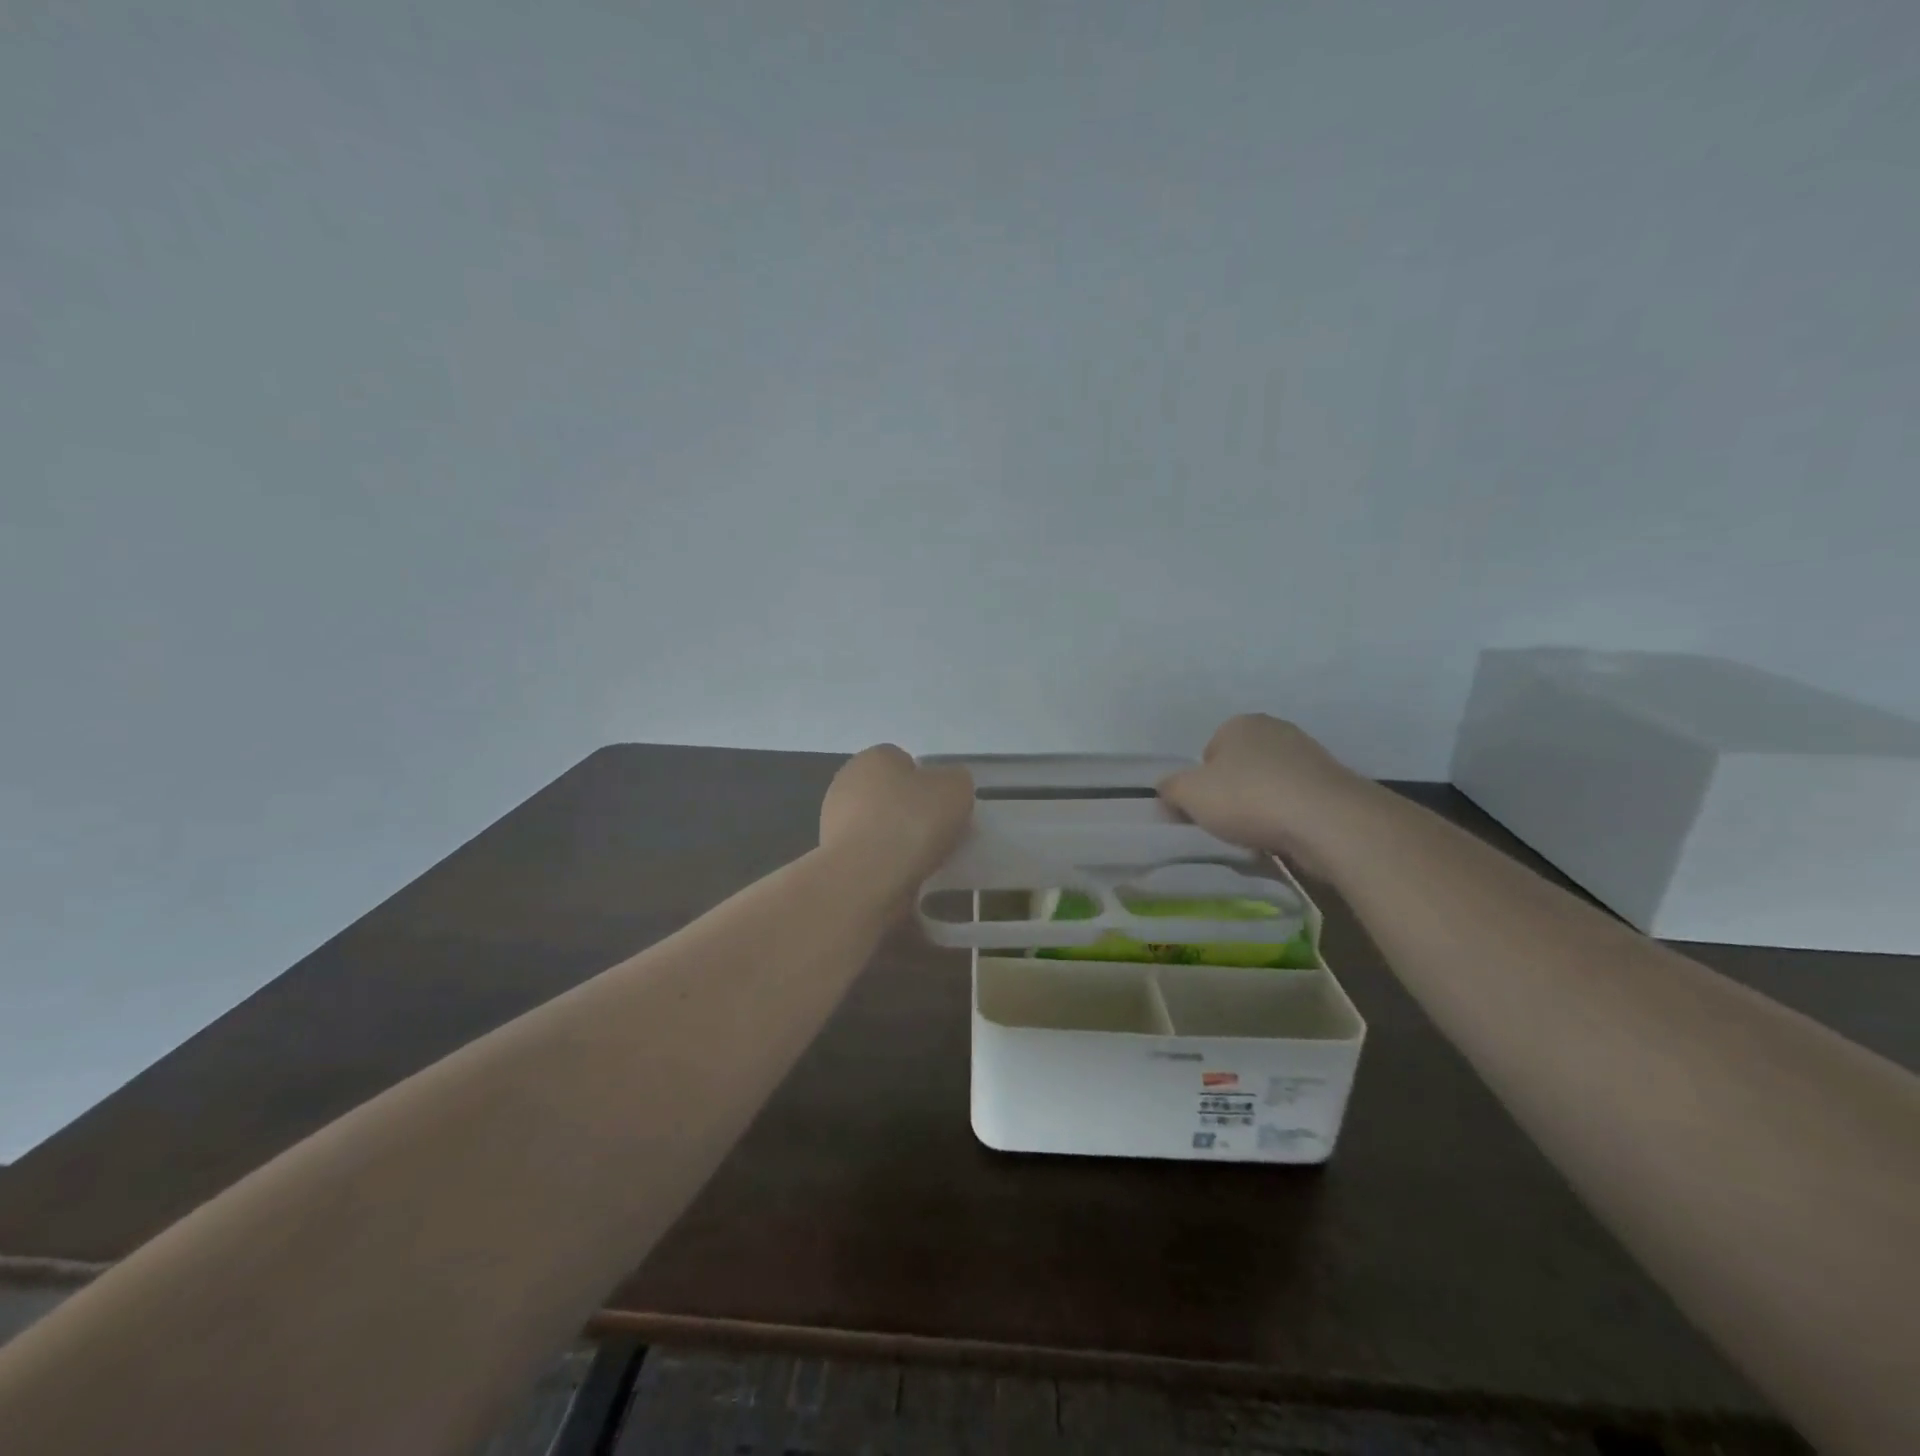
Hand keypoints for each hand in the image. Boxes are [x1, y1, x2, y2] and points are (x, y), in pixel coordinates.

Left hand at [820, 745, 974, 889]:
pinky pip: (869, 854)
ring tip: (922, 861)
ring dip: (896, 840)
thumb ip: (955, 781)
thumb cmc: (912, 822)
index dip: (927, 783)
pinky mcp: (832, 856)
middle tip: (936, 834)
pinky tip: (900, 877)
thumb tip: (947, 786)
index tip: (943, 807)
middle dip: (910, 811)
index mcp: (874, 757)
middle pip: (889, 794)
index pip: (904, 762)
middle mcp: (847, 782)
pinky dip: (884, 864)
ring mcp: (834, 820)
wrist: (866, 878)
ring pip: (878, 826)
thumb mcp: (956, 789)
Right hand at [1157, 714, 1370, 868]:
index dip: (1202, 783)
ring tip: (1258, 834)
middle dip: (1233, 793)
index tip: (1205, 808)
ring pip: (1270, 785)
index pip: (1209, 753)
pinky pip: (1297, 802)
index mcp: (1241, 723)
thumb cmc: (1248, 797)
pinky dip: (1288, 818)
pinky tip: (1285, 836)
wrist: (1327, 820)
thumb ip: (1170, 788)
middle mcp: (1276, 730)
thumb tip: (1167, 788)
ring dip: (1262, 807)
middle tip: (1228, 822)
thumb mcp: (1189, 794)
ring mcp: (1310, 755)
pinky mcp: (1333, 784)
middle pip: (1240, 767)